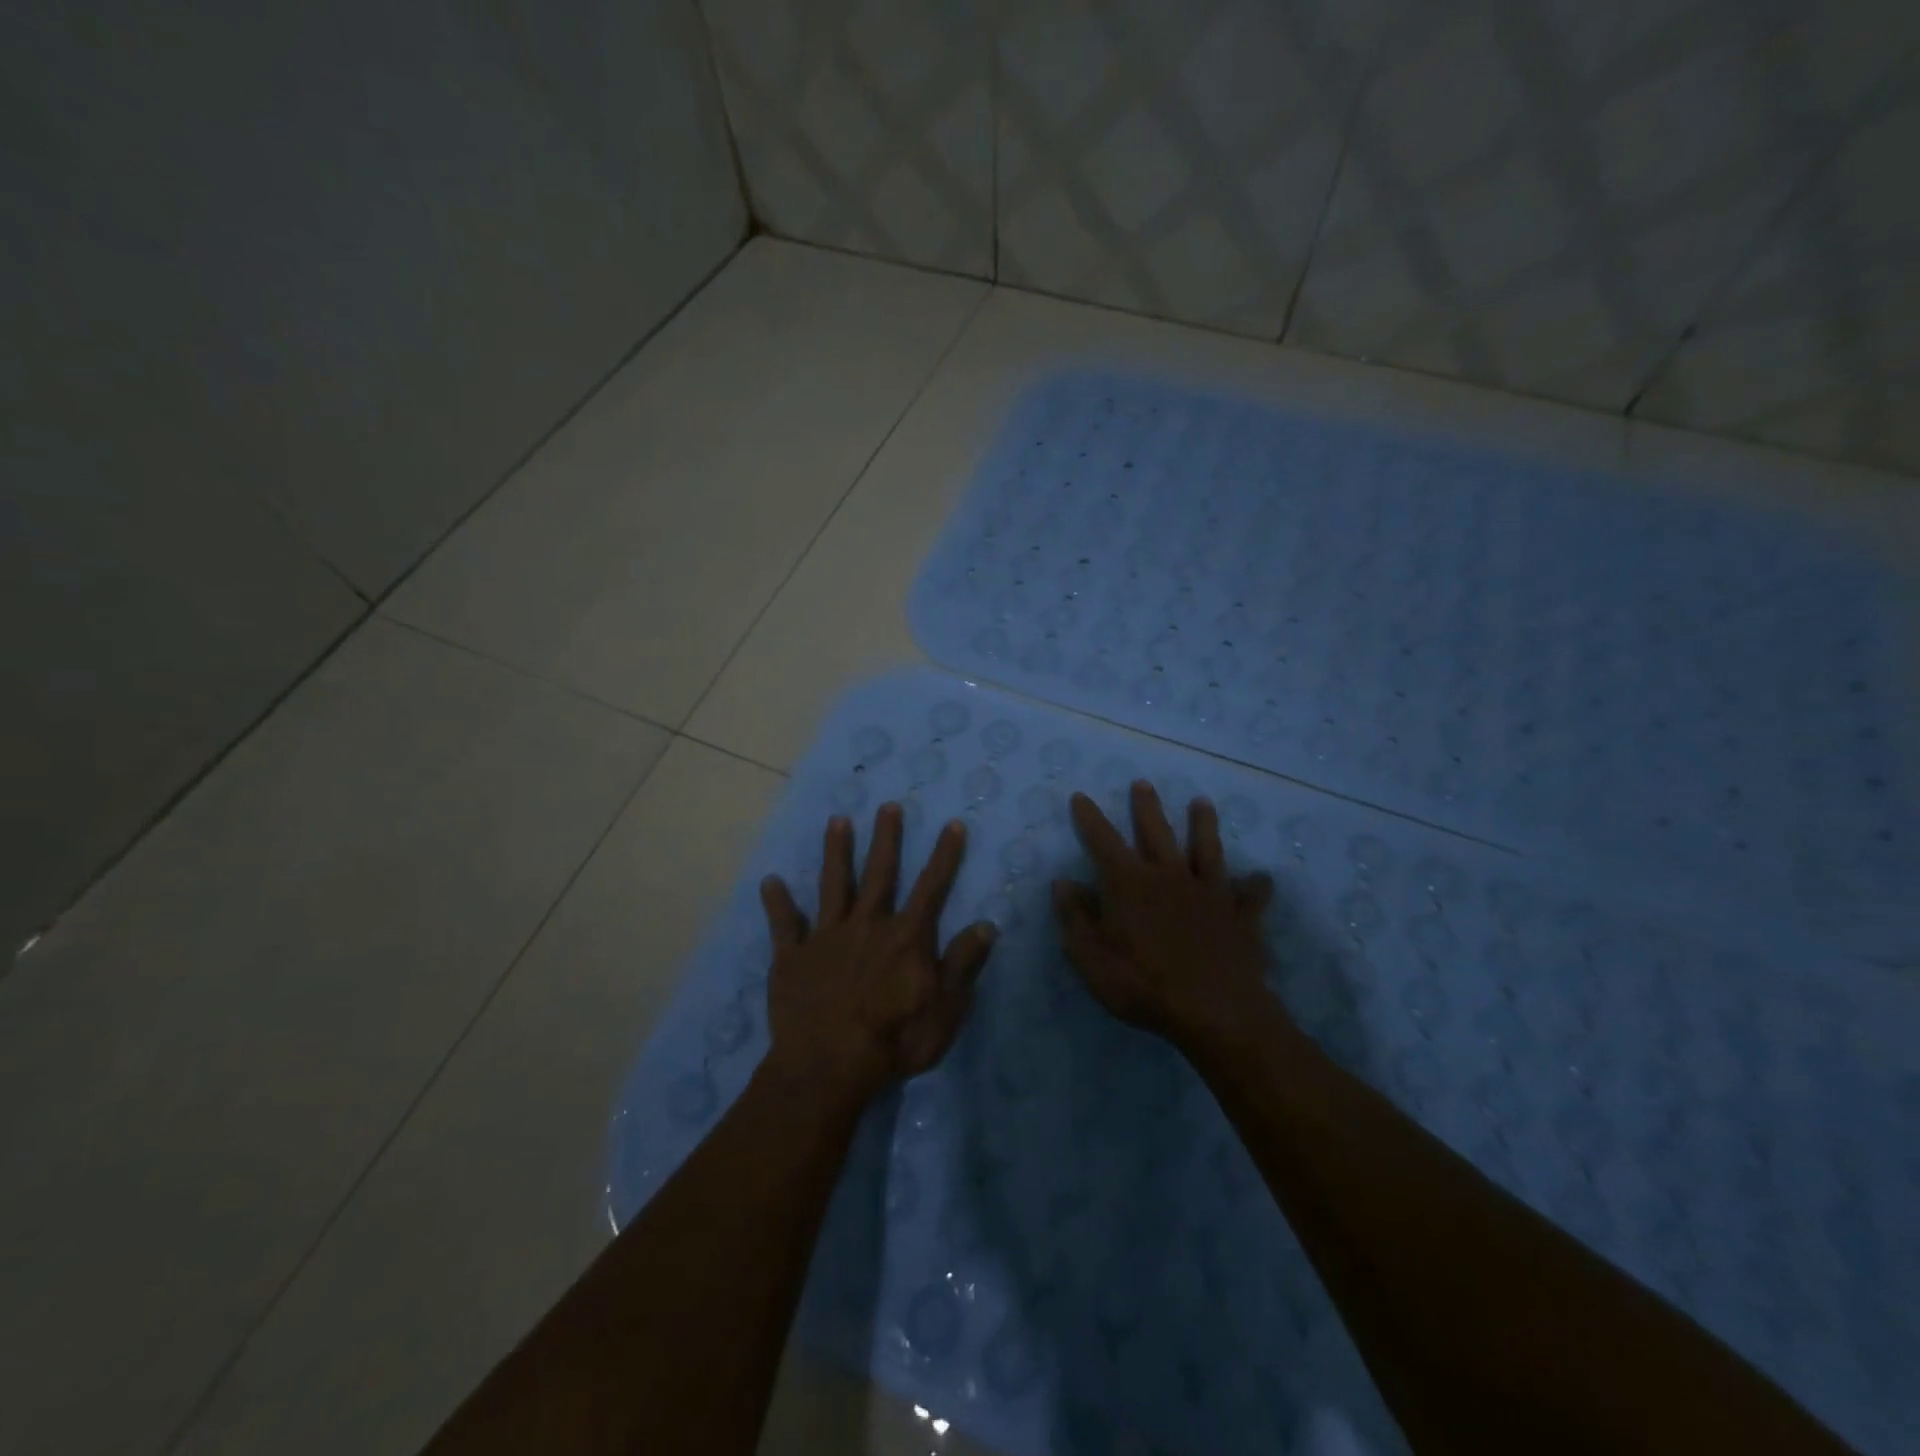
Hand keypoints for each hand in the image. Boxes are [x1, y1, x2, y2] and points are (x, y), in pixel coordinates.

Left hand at [758, 804, 998, 1110]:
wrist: (828, 1066)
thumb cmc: (894, 1040)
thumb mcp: (946, 1009)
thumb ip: (964, 964)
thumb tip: (987, 924)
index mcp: (906, 936)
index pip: (932, 887)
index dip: (944, 855)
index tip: (952, 823)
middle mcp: (867, 925)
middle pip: (879, 873)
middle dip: (886, 838)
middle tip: (888, 806)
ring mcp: (826, 937)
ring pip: (833, 885)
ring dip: (835, 852)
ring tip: (837, 821)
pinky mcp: (793, 957)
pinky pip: (784, 925)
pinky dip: (777, 903)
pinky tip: (770, 881)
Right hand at [1052, 781, 1274, 1046]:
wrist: (1214, 1011)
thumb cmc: (1143, 985)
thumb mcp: (1091, 958)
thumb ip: (1075, 918)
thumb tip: (1062, 882)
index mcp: (1130, 884)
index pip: (1103, 841)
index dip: (1090, 819)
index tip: (1081, 797)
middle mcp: (1169, 876)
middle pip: (1156, 832)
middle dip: (1146, 807)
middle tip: (1143, 783)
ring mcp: (1208, 893)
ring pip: (1206, 849)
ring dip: (1203, 825)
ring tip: (1202, 802)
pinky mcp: (1239, 916)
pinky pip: (1249, 896)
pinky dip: (1255, 887)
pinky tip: (1262, 878)